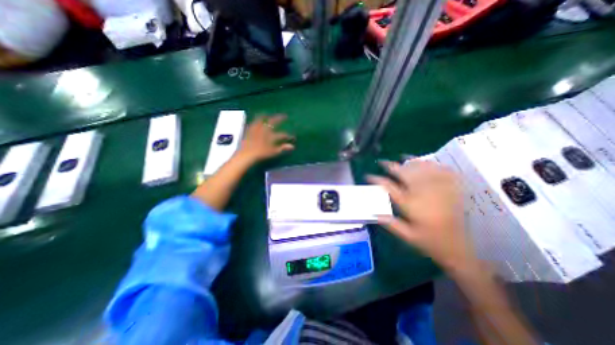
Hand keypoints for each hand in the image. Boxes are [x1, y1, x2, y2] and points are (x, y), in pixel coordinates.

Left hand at [237, 114, 294, 162]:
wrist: (246, 154)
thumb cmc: (261, 154)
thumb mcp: (273, 152)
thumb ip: (283, 148)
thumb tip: (292, 146)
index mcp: (271, 135)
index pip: (282, 135)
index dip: (288, 135)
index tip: (292, 136)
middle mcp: (264, 129)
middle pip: (272, 122)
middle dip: (278, 118)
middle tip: (282, 116)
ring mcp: (255, 129)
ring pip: (260, 120)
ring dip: (264, 116)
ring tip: (265, 113)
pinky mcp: (248, 131)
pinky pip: (252, 124)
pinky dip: (254, 121)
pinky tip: (254, 121)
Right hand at [366, 160, 471, 273]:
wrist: (458, 248)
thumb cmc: (429, 242)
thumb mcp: (407, 236)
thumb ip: (390, 223)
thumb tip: (374, 213)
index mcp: (410, 205)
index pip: (389, 187)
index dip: (376, 179)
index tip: (368, 176)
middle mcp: (423, 194)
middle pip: (405, 173)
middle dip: (391, 166)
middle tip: (382, 162)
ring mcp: (439, 189)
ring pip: (422, 169)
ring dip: (411, 161)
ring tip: (402, 157)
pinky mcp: (452, 190)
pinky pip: (443, 171)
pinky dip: (434, 164)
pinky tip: (427, 162)